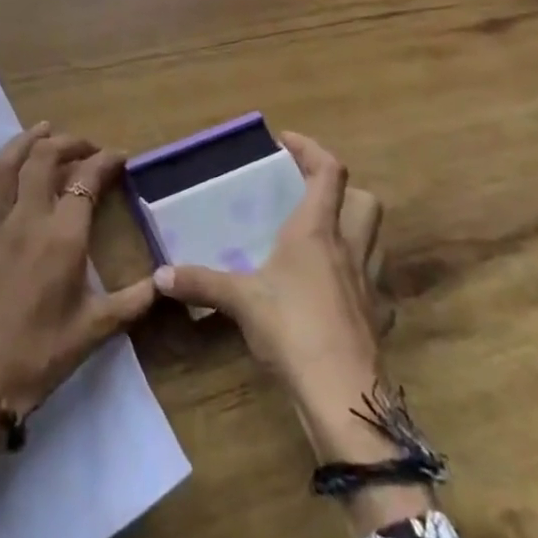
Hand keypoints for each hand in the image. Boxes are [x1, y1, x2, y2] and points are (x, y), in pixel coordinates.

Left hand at [0, 123, 154, 450]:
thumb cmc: (41, 356)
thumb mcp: (96, 330)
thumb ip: (134, 301)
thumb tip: (165, 281)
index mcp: (63, 238)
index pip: (87, 182)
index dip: (105, 162)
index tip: (120, 157)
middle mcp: (26, 221)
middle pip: (44, 161)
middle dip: (68, 143)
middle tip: (85, 145)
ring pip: (3, 169)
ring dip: (22, 142)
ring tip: (41, 128)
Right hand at [152, 133, 401, 469]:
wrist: (343, 395)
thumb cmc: (291, 329)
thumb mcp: (239, 301)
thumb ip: (200, 283)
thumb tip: (158, 276)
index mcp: (316, 232)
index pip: (329, 172)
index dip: (312, 150)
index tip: (287, 142)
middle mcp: (349, 248)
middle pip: (366, 200)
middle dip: (344, 189)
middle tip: (311, 195)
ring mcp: (370, 284)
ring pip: (376, 240)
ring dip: (355, 229)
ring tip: (323, 240)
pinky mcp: (379, 318)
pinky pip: (376, 284)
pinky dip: (359, 277)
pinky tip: (337, 292)